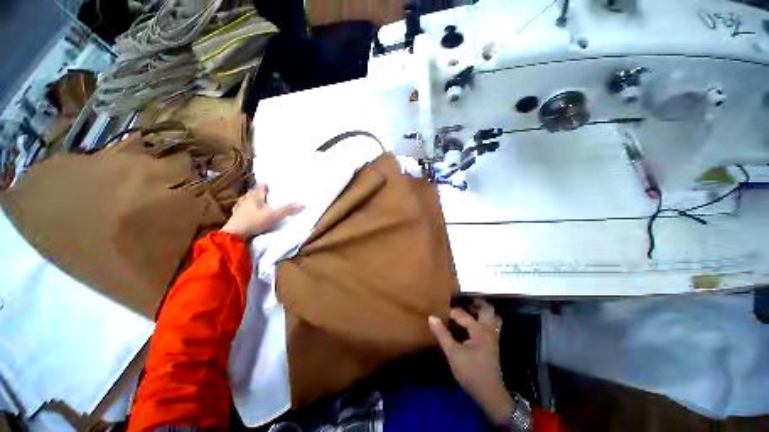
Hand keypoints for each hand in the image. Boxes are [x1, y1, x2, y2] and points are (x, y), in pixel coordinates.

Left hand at [221, 185, 303, 239]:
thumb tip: (303, 204)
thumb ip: (288, 210)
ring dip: (250, 202)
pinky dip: (245, 211)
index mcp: (255, 196)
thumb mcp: (274, 216)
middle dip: (258, 193)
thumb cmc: (254, 222)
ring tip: (257, 204)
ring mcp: (238, 209)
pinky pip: (240, 211)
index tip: (270, 186)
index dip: (265, 185)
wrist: (234, 235)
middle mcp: (245, 200)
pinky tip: (247, 214)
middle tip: (265, 195)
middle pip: (252, 193)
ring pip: (245, 201)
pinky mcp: (234, 218)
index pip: (260, 186)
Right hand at [429, 299, 513, 424]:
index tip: (440, 312)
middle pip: (486, 309)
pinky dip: (482, 319)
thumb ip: (442, 334)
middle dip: (474, 303)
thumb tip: (431, 317)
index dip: (450, 312)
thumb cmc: (471, 372)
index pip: (462, 314)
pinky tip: (471, 324)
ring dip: (480, 310)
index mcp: (479, 330)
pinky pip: (490, 324)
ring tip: (467, 309)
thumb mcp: (453, 353)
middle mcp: (488, 330)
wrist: (490, 394)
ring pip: (490, 317)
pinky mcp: (492, 344)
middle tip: (461, 301)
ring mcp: (493, 337)